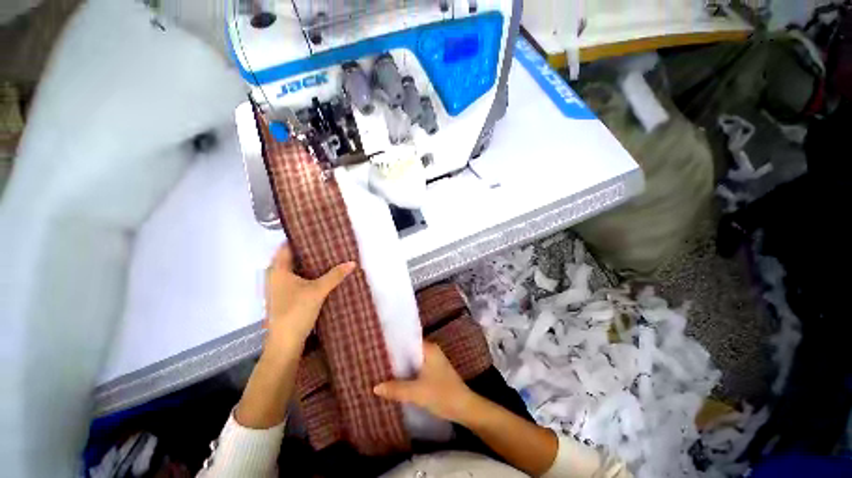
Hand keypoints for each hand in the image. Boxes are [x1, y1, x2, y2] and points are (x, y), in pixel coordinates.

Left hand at [264, 244, 355, 349]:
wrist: (285, 343)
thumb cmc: (296, 311)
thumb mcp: (318, 291)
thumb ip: (335, 275)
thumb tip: (352, 262)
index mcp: (277, 270)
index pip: (286, 247)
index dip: (300, 239)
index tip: (316, 233)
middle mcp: (275, 277)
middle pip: (291, 258)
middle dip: (308, 251)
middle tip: (327, 245)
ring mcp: (279, 288)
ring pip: (295, 270)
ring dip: (309, 264)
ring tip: (328, 257)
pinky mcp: (285, 298)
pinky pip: (297, 280)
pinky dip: (308, 275)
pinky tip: (322, 275)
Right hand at [373, 342, 476, 423]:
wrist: (464, 408)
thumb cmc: (442, 394)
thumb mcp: (417, 392)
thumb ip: (396, 389)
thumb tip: (375, 387)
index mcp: (429, 348)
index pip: (408, 340)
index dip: (394, 343)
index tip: (379, 346)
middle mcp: (431, 351)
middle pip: (410, 350)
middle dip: (396, 356)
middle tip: (377, 358)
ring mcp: (434, 362)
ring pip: (413, 360)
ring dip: (401, 365)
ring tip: (383, 368)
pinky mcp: (434, 372)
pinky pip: (417, 368)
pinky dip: (408, 372)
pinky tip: (397, 379)